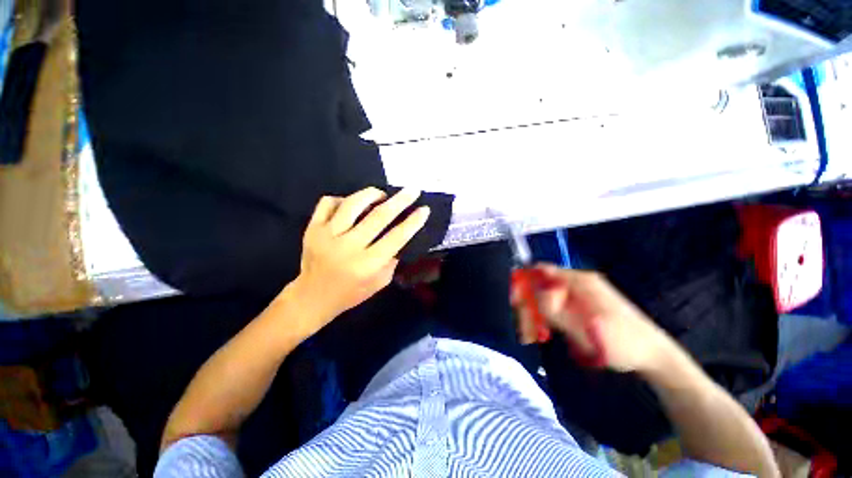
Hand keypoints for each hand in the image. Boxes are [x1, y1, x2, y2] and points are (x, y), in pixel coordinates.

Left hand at [287, 187, 429, 333]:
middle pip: (378, 216)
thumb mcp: (379, 282)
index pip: (396, 237)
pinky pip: (328, 203)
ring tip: (381, 194)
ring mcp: (327, 235)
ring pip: (352, 204)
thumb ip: (391, 259)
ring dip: (371, 194)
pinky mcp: (312, 229)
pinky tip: (351, 203)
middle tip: (412, 190)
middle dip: (400, 201)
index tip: (424, 209)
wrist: (312, 297)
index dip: (412, 222)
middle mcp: (348, 247)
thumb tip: (400, 235)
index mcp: (367, 264)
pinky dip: (343, 198)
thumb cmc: (351, 293)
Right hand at [513, 264, 674, 372]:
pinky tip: (547, 333)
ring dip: (537, 315)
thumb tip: (531, 293)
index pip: (540, 271)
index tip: (516, 304)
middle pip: (540, 285)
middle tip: (527, 331)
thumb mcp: (586, 328)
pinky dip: (547, 318)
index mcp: (579, 281)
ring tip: (536, 336)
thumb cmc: (623, 342)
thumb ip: (556, 310)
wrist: (653, 355)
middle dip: (530, 305)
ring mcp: (579, 293)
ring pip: (546, 297)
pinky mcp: (581, 305)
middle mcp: (577, 282)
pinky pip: (556, 306)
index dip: (524, 283)